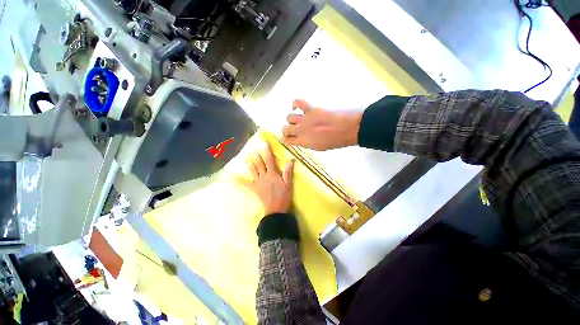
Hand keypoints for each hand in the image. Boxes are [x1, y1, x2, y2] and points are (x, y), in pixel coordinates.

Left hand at [242, 143, 294, 214]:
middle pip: (259, 163)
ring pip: (252, 170)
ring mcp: (258, 182)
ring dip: (249, 163)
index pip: (269, 160)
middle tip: (253, 147)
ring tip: (245, 156)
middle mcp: (264, 176)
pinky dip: (239, 180)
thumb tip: (290, 161)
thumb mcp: (288, 184)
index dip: (266, 151)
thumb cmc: (283, 196)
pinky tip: (231, 177)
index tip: (264, 143)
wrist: (276, 209)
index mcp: (273, 174)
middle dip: (256, 155)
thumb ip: (288, 172)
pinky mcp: (254, 188)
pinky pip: (245, 184)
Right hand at [282, 99, 362, 150]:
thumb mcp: (319, 147)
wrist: (347, 129)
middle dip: (285, 130)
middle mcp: (301, 130)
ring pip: (289, 117)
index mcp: (303, 142)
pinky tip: (295, 106)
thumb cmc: (335, 141)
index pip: (287, 140)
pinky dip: (294, 103)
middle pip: (285, 128)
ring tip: (295, 119)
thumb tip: (302, 139)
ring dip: (290, 119)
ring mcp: (305, 119)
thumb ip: (307, 143)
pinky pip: (298, 102)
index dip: (284, 139)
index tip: (285, 138)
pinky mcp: (311, 109)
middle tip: (289, 129)